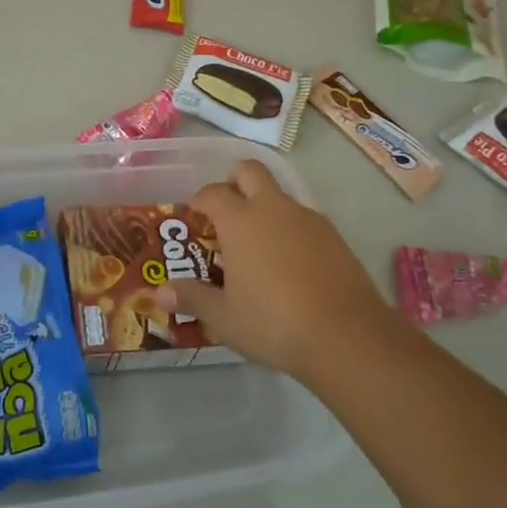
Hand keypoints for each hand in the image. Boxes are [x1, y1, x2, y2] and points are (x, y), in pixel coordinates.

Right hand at [157, 159, 393, 379]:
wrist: (346, 336)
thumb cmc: (272, 322)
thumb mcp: (223, 317)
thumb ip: (192, 298)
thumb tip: (159, 293)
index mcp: (239, 220)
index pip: (212, 192)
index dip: (200, 199)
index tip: (194, 214)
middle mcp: (273, 208)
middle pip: (250, 171)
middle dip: (234, 180)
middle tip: (226, 210)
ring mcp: (308, 219)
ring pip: (280, 195)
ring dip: (264, 207)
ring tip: (257, 246)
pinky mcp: (334, 237)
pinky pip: (303, 220)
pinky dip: (290, 230)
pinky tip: (289, 264)